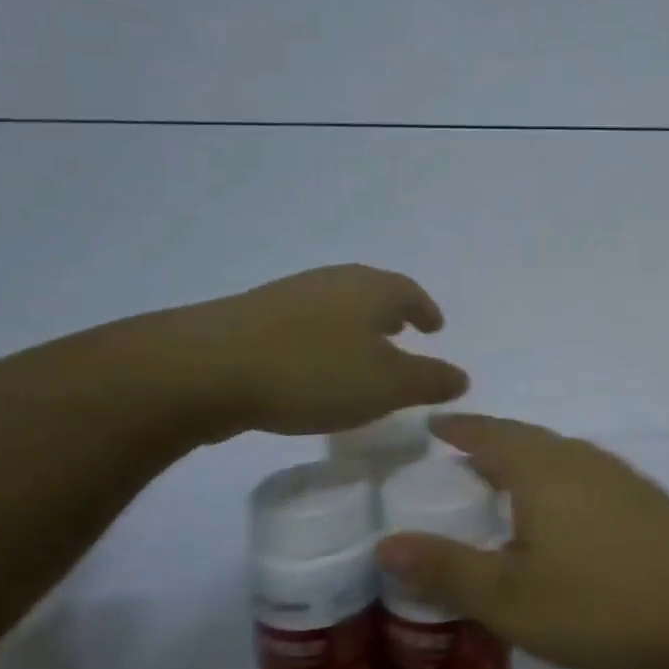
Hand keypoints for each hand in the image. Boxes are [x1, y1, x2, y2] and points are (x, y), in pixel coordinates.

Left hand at [162, 265, 467, 438]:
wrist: (205, 368)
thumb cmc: (312, 372)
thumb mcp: (386, 386)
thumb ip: (429, 380)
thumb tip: (462, 376)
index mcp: (370, 289)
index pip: (410, 293)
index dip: (426, 310)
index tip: (436, 327)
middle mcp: (333, 282)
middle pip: (372, 292)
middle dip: (391, 313)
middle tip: (404, 333)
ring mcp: (289, 296)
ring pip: (337, 306)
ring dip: (356, 326)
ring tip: (363, 352)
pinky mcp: (253, 317)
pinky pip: (305, 323)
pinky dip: (323, 339)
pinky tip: (313, 367)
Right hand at [376, 414, 668, 668]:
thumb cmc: (596, 600)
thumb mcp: (508, 597)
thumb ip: (447, 568)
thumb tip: (386, 542)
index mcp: (539, 469)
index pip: (488, 434)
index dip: (458, 428)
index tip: (433, 425)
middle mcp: (578, 458)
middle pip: (525, 439)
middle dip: (489, 443)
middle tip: (460, 460)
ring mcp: (616, 475)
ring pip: (558, 456)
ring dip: (525, 462)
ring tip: (504, 486)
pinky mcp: (643, 498)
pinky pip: (583, 475)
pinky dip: (556, 482)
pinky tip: (562, 517)